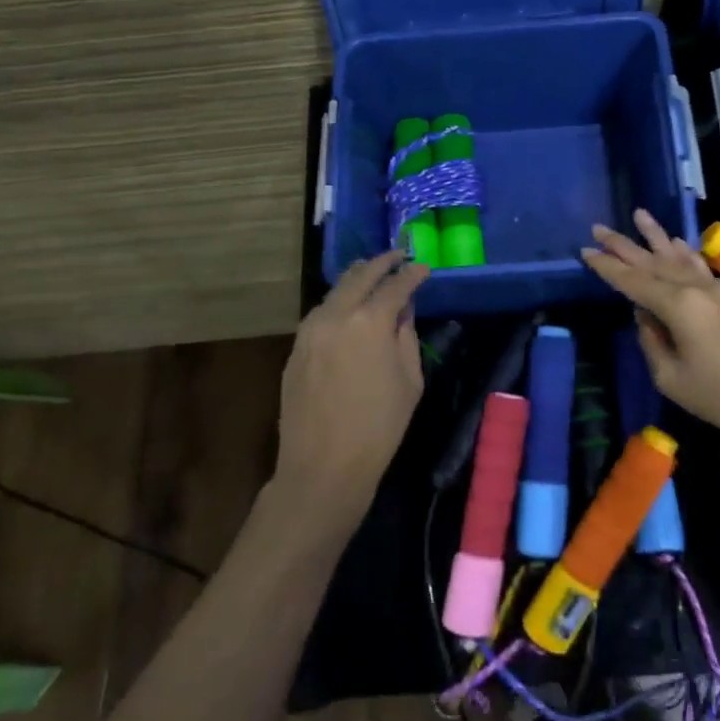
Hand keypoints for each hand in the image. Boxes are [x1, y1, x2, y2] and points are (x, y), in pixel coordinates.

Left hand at [275, 250, 429, 531]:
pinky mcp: (296, 348)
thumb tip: (402, 311)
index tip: (424, 267)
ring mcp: (309, 330)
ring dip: (356, 279)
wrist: (324, 464)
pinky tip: (347, 308)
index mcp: (370, 321)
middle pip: (359, 276)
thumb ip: (406, 337)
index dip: (412, 273)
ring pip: (335, 291)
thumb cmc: (379, 426)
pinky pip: (320, 313)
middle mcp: (335, 315)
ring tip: (371, 274)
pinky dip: (338, 302)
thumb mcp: (409, 380)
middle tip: (397, 256)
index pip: (395, 285)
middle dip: (381, 263)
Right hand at [581, 210, 719, 447]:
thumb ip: (652, 342)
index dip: (607, 267)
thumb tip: (645, 316)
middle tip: (600, 227)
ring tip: (639, 215)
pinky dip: (686, 253)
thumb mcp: (672, 379)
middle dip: (625, 245)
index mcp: (679, 306)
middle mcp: (698, 288)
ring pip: (681, 258)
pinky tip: (678, 243)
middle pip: (654, 262)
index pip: (633, 282)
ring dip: (657, 238)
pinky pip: (702, 267)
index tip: (586, 251)